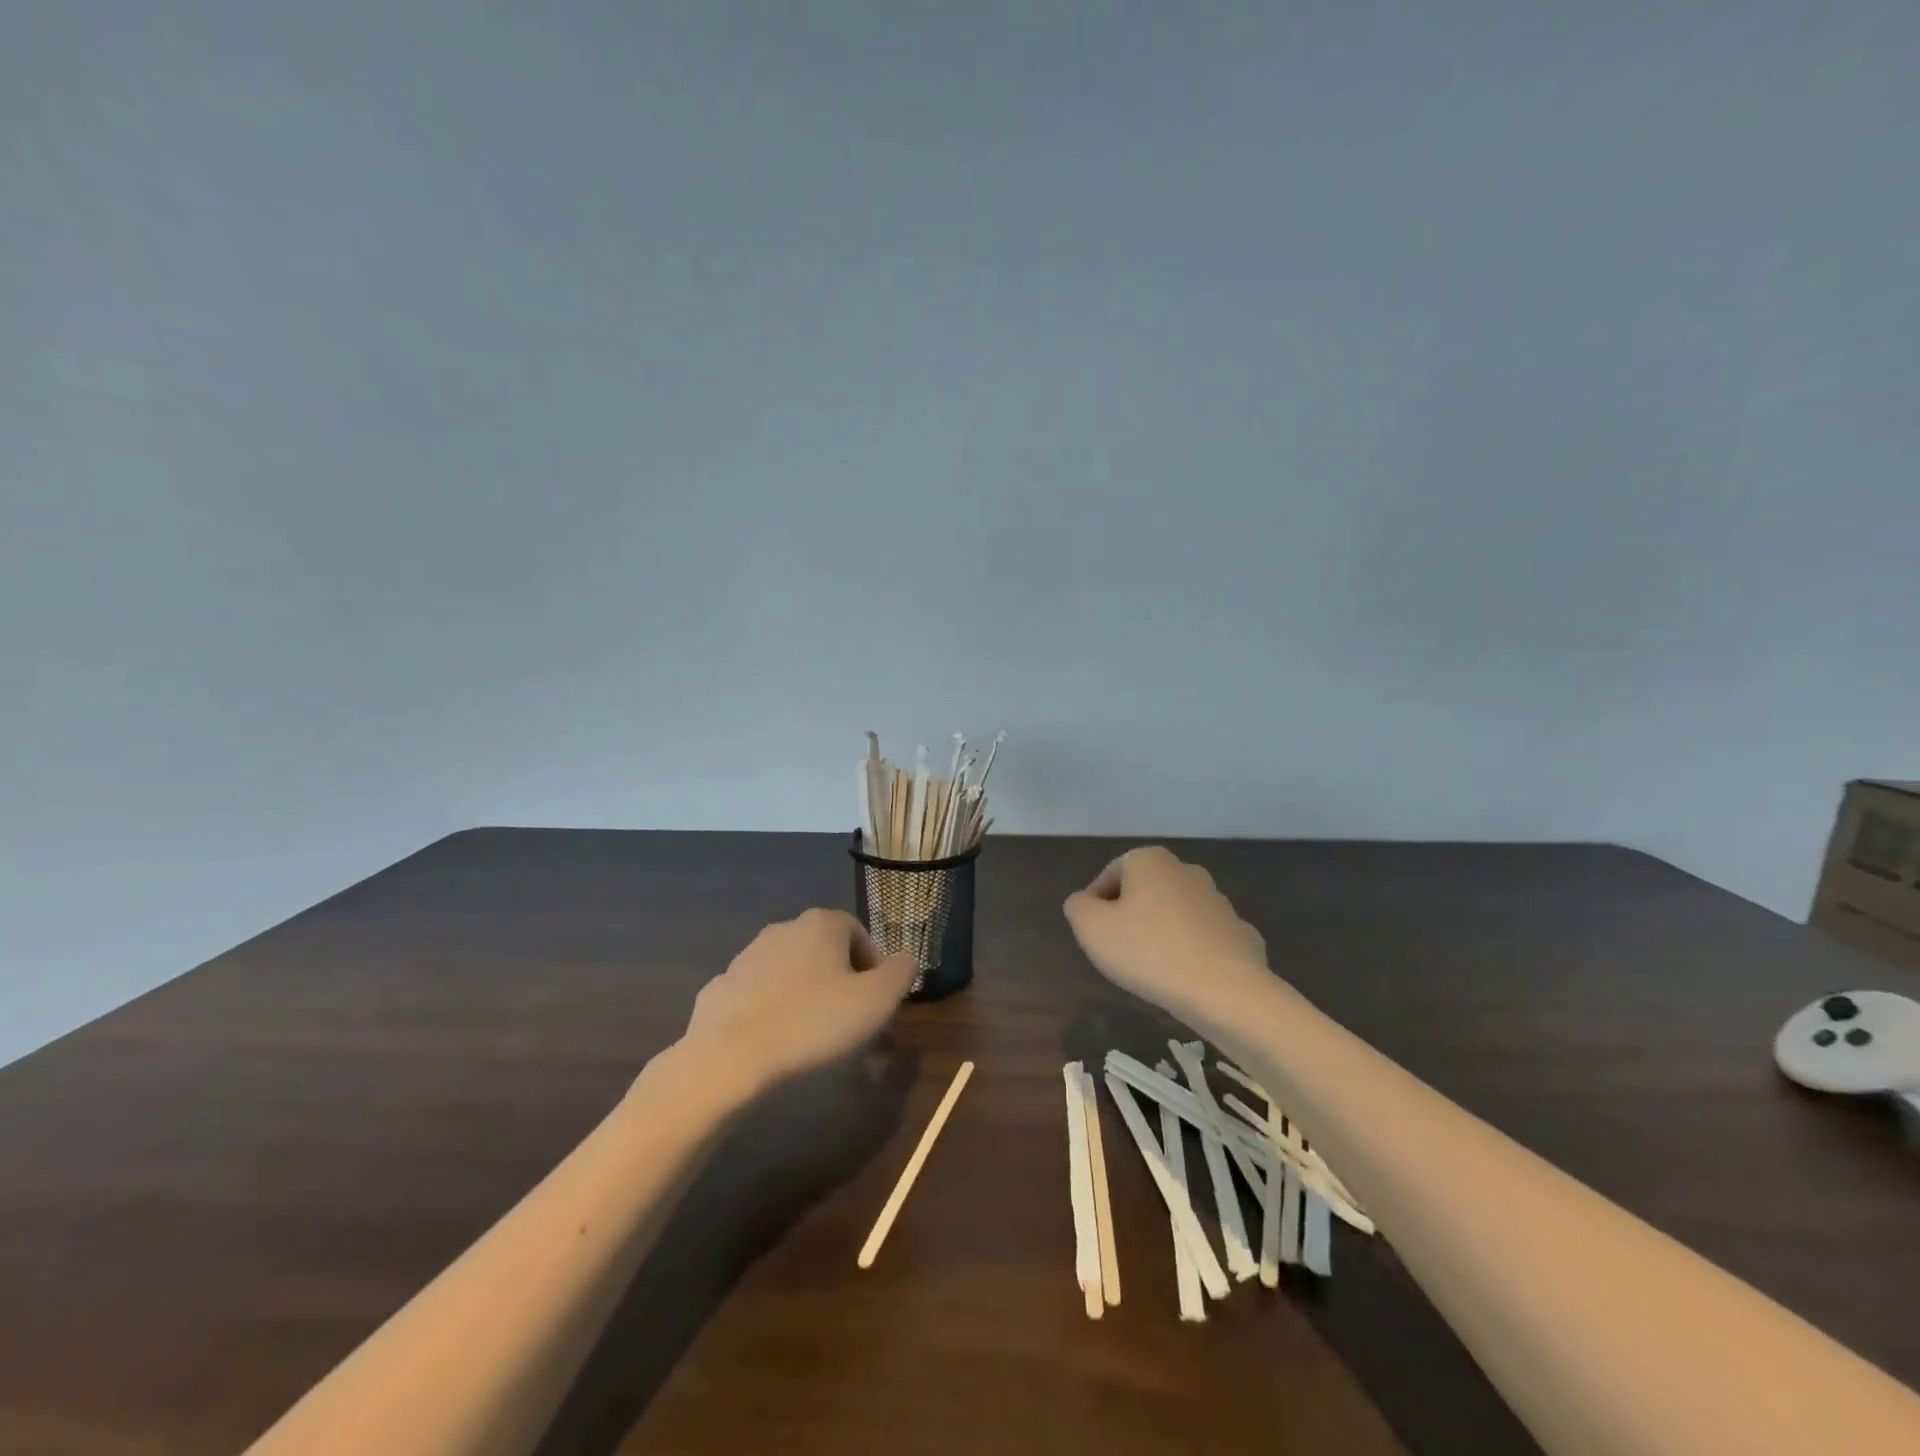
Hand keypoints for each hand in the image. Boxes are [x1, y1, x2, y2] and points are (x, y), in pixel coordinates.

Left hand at [682, 909, 917, 1099]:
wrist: (729, 1057)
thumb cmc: (813, 1022)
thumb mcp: (877, 1001)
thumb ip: (900, 973)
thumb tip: (906, 959)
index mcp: (821, 924)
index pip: (857, 931)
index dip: (872, 964)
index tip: (876, 999)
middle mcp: (783, 929)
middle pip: (822, 948)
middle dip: (838, 977)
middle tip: (847, 1017)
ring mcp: (746, 956)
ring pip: (788, 970)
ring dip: (803, 992)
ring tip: (810, 1033)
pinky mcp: (720, 987)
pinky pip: (757, 994)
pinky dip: (769, 1010)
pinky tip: (774, 1041)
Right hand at [1064, 846, 1270, 1025]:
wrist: (1225, 991)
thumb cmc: (1148, 951)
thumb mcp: (1090, 927)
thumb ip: (1078, 906)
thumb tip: (1085, 902)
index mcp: (1150, 861)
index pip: (1111, 874)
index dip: (1096, 903)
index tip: (1093, 934)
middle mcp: (1187, 871)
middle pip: (1145, 891)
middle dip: (1130, 916)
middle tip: (1118, 950)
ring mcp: (1219, 901)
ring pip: (1176, 913)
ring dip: (1161, 933)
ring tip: (1150, 968)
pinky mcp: (1241, 933)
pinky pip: (1204, 938)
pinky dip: (1191, 952)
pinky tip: (1184, 977)